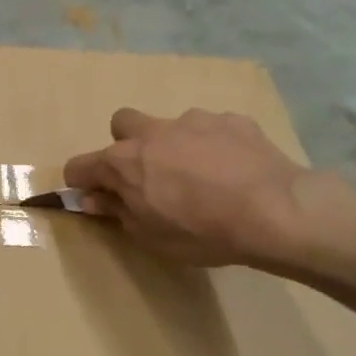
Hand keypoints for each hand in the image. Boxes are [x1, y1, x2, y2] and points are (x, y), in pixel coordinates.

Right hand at [63, 108, 351, 273]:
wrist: (275, 211)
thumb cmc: (203, 232)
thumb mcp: (151, 236)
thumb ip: (117, 211)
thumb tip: (93, 198)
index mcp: (124, 162)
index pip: (81, 165)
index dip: (81, 181)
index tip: (92, 196)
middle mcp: (152, 132)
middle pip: (122, 124)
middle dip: (126, 145)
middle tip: (147, 175)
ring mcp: (193, 120)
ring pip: (170, 125)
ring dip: (175, 145)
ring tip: (202, 177)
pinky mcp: (231, 120)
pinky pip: (212, 129)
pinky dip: (214, 146)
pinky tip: (234, 170)